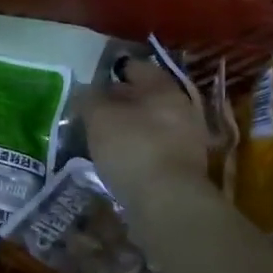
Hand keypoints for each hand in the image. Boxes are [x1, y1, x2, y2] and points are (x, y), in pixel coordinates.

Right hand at [80, 58, 215, 212]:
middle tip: (93, 109)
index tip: (93, 80)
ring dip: (129, 127)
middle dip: (121, 100)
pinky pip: (155, 149)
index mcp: (164, 89)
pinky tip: (118, 159)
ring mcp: (187, 140)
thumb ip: (89, 99)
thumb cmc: (133, 148)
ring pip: (151, 124)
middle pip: (146, 96)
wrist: (169, 204)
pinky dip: (137, 149)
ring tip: (101, 136)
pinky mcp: (184, 169)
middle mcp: (181, 109)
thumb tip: (85, 91)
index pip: (136, 68)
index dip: (113, 70)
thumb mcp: (99, 117)